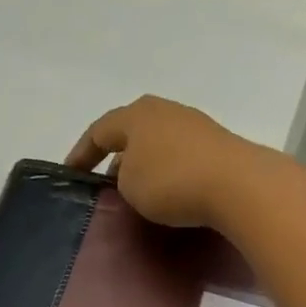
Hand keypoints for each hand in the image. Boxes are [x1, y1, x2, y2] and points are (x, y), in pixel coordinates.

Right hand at [65, 95, 277, 229]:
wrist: (235, 184)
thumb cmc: (170, 181)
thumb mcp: (130, 185)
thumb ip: (121, 178)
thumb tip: (130, 174)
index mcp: (136, 115)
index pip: (98, 131)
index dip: (81, 153)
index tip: (70, 173)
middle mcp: (164, 111)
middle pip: (131, 134)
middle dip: (115, 158)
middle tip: (106, 187)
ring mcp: (193, 126)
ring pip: (156, 146)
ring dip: (143, 167)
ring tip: (137, 195)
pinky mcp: (215, 146)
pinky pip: (179, 159)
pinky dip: (167, 174)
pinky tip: (168, 194)